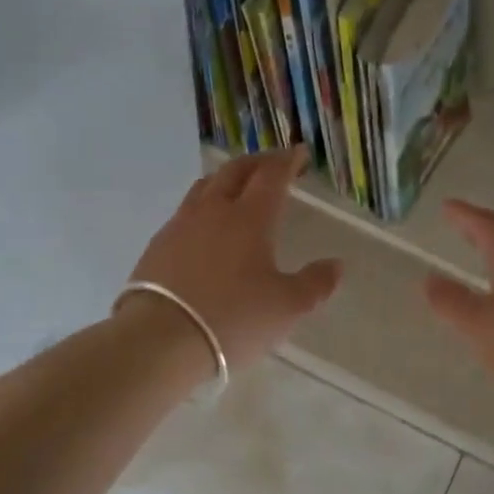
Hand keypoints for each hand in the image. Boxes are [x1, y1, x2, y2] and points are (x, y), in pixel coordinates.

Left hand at [122, 148, 341, 373]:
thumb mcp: (286, 308)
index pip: (272, 176)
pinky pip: (185, 211)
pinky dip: (203, 205)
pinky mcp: (158, 245)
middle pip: (235, 171)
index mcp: (250, 218)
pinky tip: (205, 225)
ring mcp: (180, 225)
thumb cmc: (233, 319)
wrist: (160, 339)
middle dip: (258, 162)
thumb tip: (336, 265)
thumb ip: (315, 284)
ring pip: (205, 186)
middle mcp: (214, 211)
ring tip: (237, 185)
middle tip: (273, 163)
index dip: (288, 161)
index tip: (301, 154)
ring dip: (226, 178)